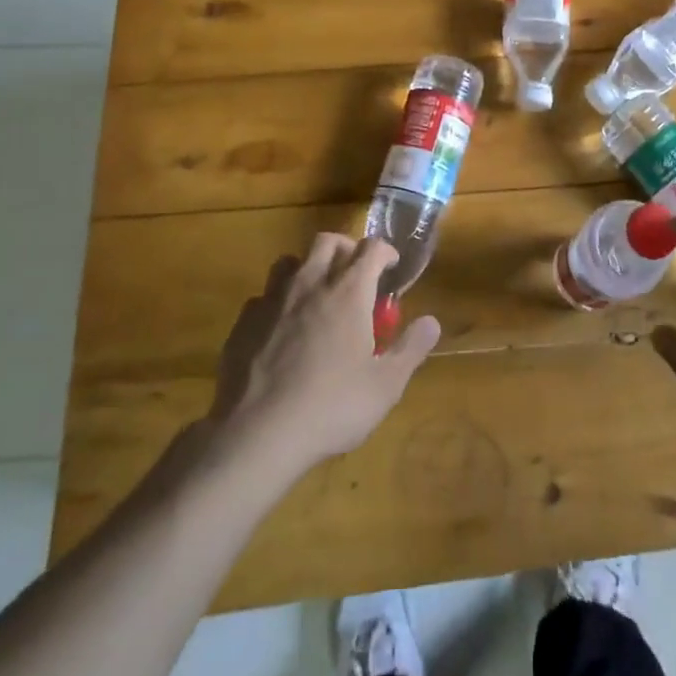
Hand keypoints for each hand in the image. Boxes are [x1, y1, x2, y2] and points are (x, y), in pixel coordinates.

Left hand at [197, 235, 440, 477]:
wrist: (257, 434)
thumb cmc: (331, 406)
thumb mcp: (386, 385)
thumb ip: (411, 348)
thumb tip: (431, 321)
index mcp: (349, 291)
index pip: (371, 248)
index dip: (385, 251)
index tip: (391, 267)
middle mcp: (311, 283)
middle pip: (328, 241)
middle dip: (345, 248)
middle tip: (355, 272)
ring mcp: (273, 300)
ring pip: (290, 261)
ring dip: (307, 267)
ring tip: (316, 293)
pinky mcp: (244, 322)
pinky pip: (263, 297)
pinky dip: (277, 302)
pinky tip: (281, 328)